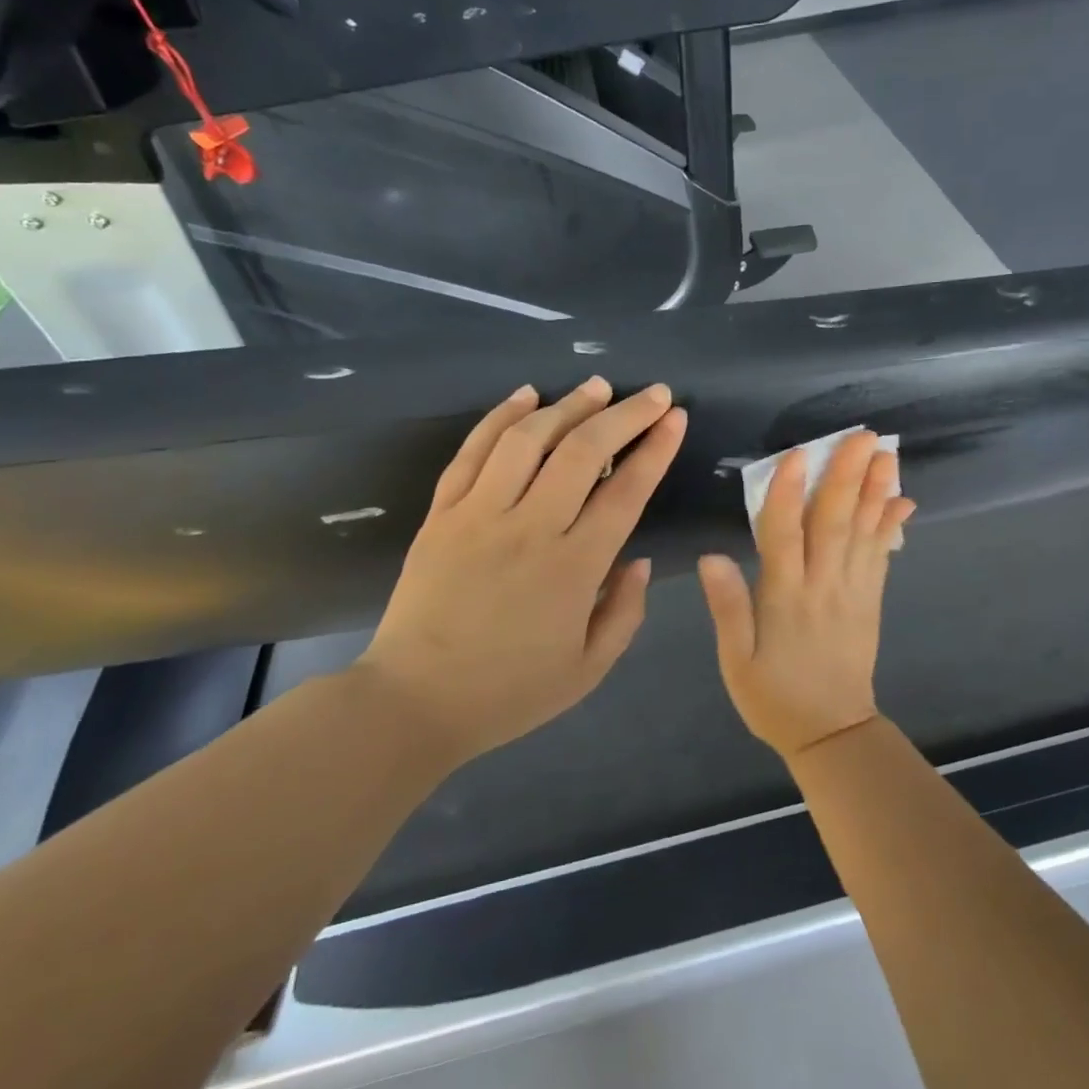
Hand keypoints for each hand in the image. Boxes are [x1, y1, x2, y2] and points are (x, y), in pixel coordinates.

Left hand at [356, 377, 686, 764]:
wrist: (413, 702)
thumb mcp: (589, 670)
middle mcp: (530, 528)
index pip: (626, 492)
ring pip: (528, 440)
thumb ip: (626, 612)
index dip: (655, 449)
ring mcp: (479, 514)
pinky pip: (472, 452)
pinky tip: (526, 395)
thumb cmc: (508, 691)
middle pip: (582, 452)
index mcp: (574, 568)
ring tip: (596, 386)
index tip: (675, 417)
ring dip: (567, 405)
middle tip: (651, 392)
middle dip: (624, 414)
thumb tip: (640, 560)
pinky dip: (500, 417)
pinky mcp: (442, 513)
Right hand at [698, 431, 914, 759]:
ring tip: (887, 454)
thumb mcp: (737, 662)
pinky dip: (892, 526)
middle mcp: (823, 586)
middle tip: (863, 436)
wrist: (832, 733)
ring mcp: (853, 592)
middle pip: (835, 524)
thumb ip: (728, 608)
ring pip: (864, 533)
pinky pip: (882, 556)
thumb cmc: (774, 697)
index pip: (785, 536)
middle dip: (847, 477)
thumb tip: (712, 557)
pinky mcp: (870, 600)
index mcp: (785, 599)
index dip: (790, 494)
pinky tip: (902, 500)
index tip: (799, 455)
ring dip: (876, 491)